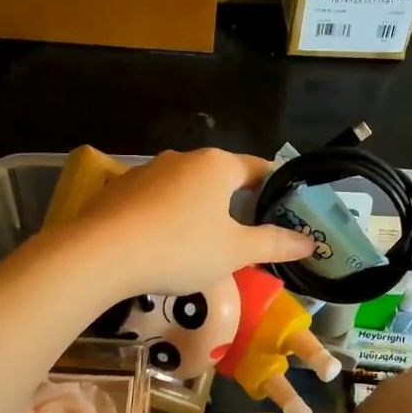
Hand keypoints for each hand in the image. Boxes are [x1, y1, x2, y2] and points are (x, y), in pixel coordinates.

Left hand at [68, 148, 314, 295]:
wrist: (102, 254)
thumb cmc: (180, 248)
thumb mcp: (235, 251)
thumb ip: (274, 244)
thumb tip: (309, 243)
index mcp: (217, 164)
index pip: (259, 168)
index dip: (276, 189)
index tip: (285, 211)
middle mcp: (183, 158)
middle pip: (221, 178)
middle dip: (236, 203)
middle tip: (248, 235)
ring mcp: (147, 171)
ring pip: (186, 189)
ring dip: (199, 211)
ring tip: (204, 244)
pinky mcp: (119, 189)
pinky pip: (155, 201)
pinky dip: (167, 217)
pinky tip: (163, 245)